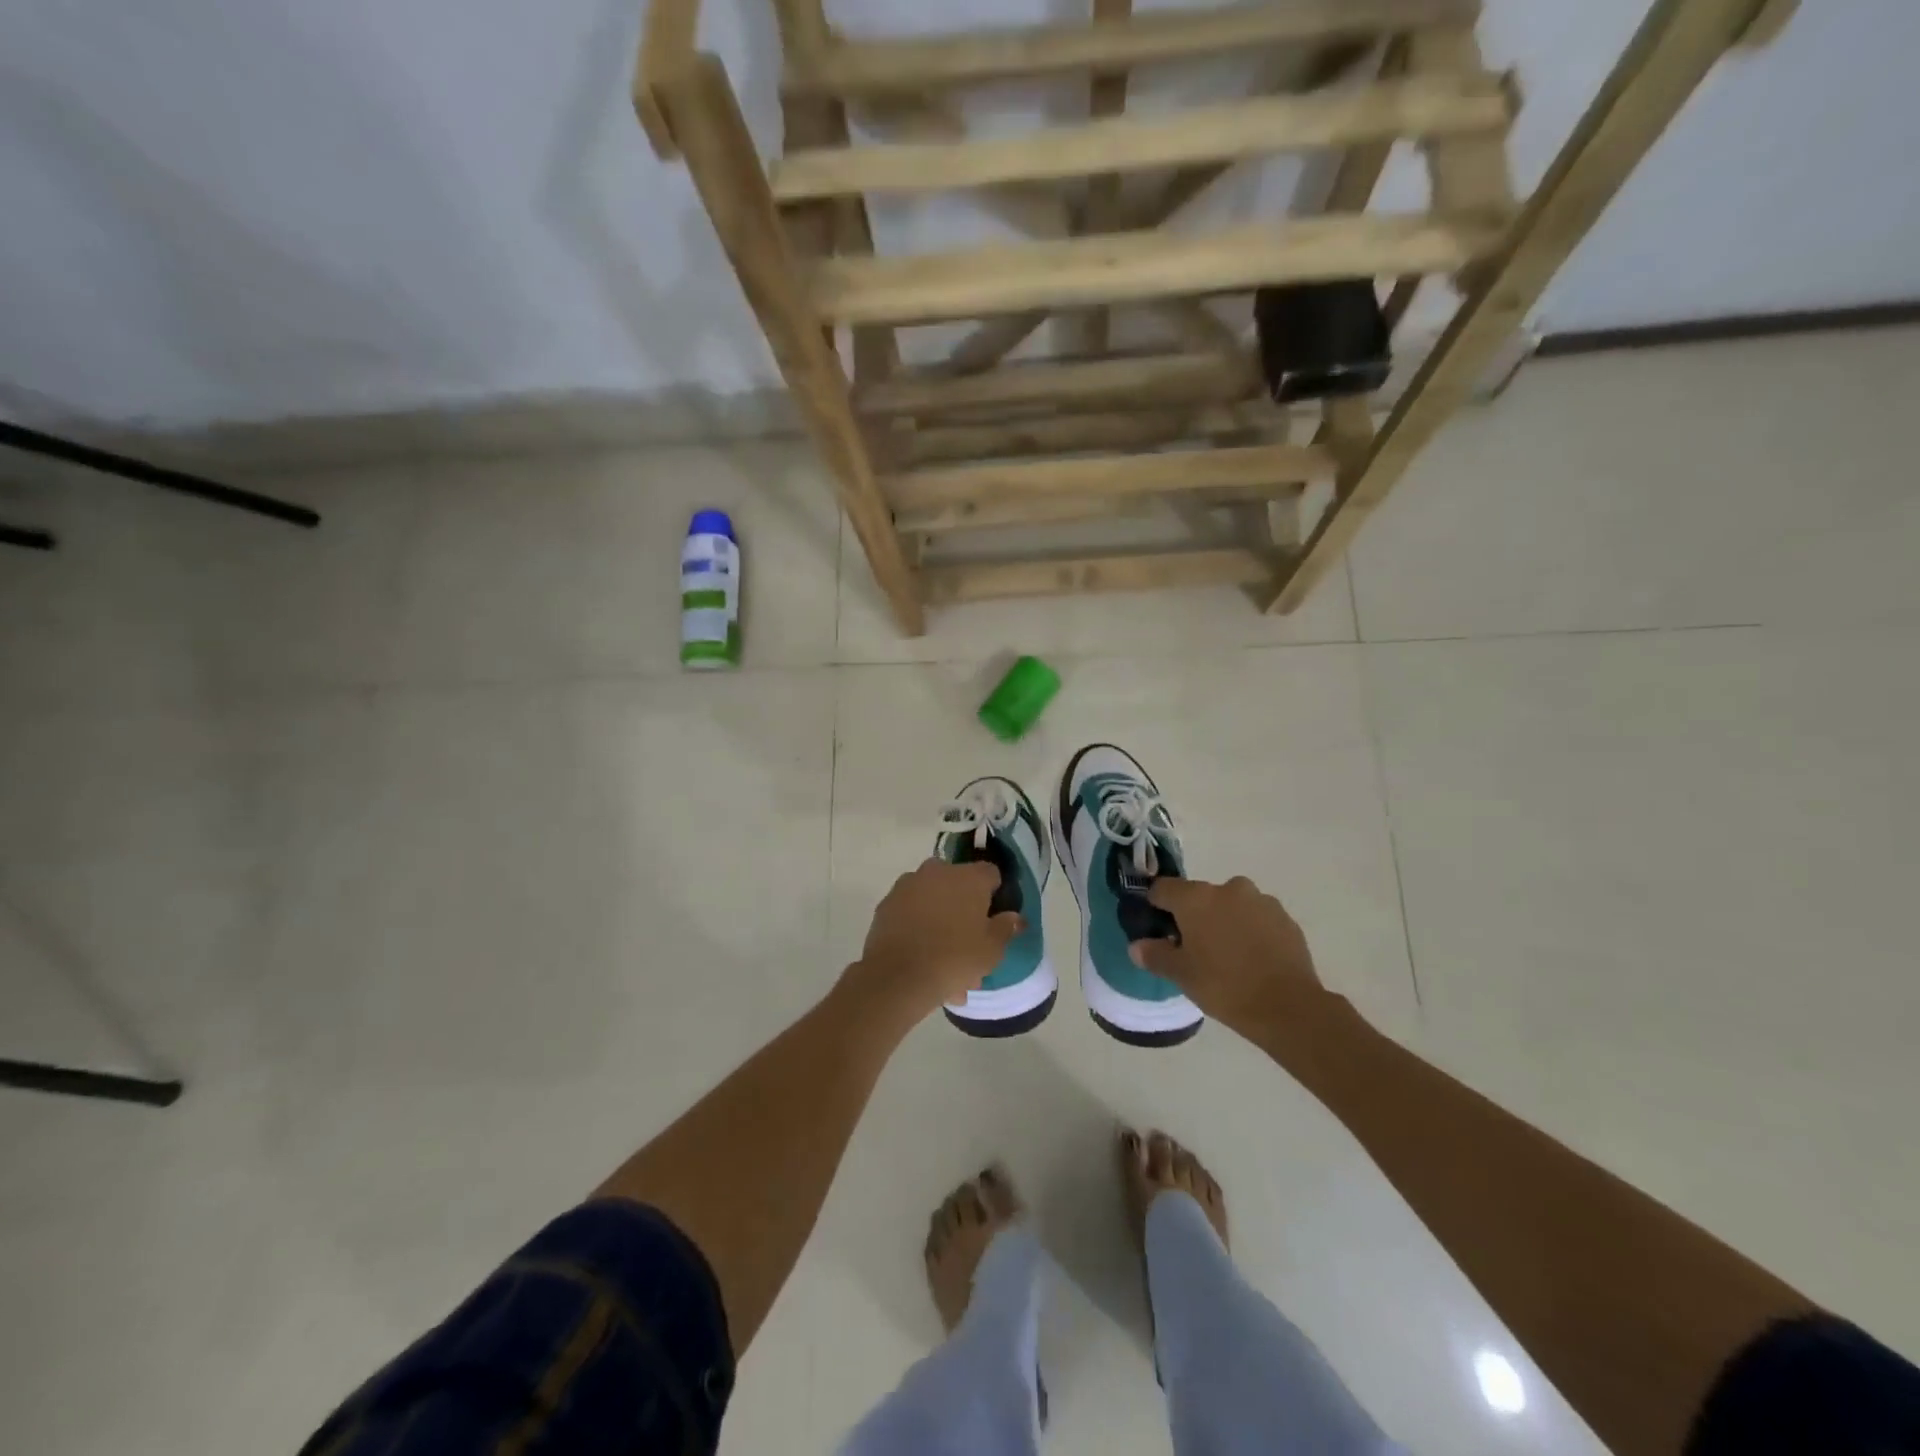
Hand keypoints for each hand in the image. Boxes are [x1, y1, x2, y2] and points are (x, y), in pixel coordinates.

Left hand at [848, 859, 1021, 1024]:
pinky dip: (918, 930)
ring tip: (944, 965)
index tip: (994, 918)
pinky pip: (911, 914)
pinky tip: (922, 962)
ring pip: (933, 902)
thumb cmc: (955, 958)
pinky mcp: (886, 904)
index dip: (995, 895)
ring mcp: (908, 885)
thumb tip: (1015, 917)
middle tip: (969, 946)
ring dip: (940, 923)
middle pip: (958, 887)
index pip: (991, 874)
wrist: (898, 976)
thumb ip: (1006, 928)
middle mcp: (937, 872)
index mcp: (968, 877)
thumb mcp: (992, 949)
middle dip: (964, 911)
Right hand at [1132, 876, 1330, 1039]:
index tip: (1157, 927)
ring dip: (1225, 921)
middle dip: (1194, 915)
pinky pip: (1257, 918)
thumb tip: (1137, 946)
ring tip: (1228, 955)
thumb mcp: (1181, 975)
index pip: (1163, 888)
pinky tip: (1253, 959)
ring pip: (1231, 905)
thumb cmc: (1224, 986)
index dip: (1155, 905)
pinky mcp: (1286, 918)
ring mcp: (1261, 901)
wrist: (1288, 1007)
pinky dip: (1251, 931)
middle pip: (1200, 896)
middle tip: (1194, 948)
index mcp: (1195, 898)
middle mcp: (1228, 889)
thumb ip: (1155, 955)